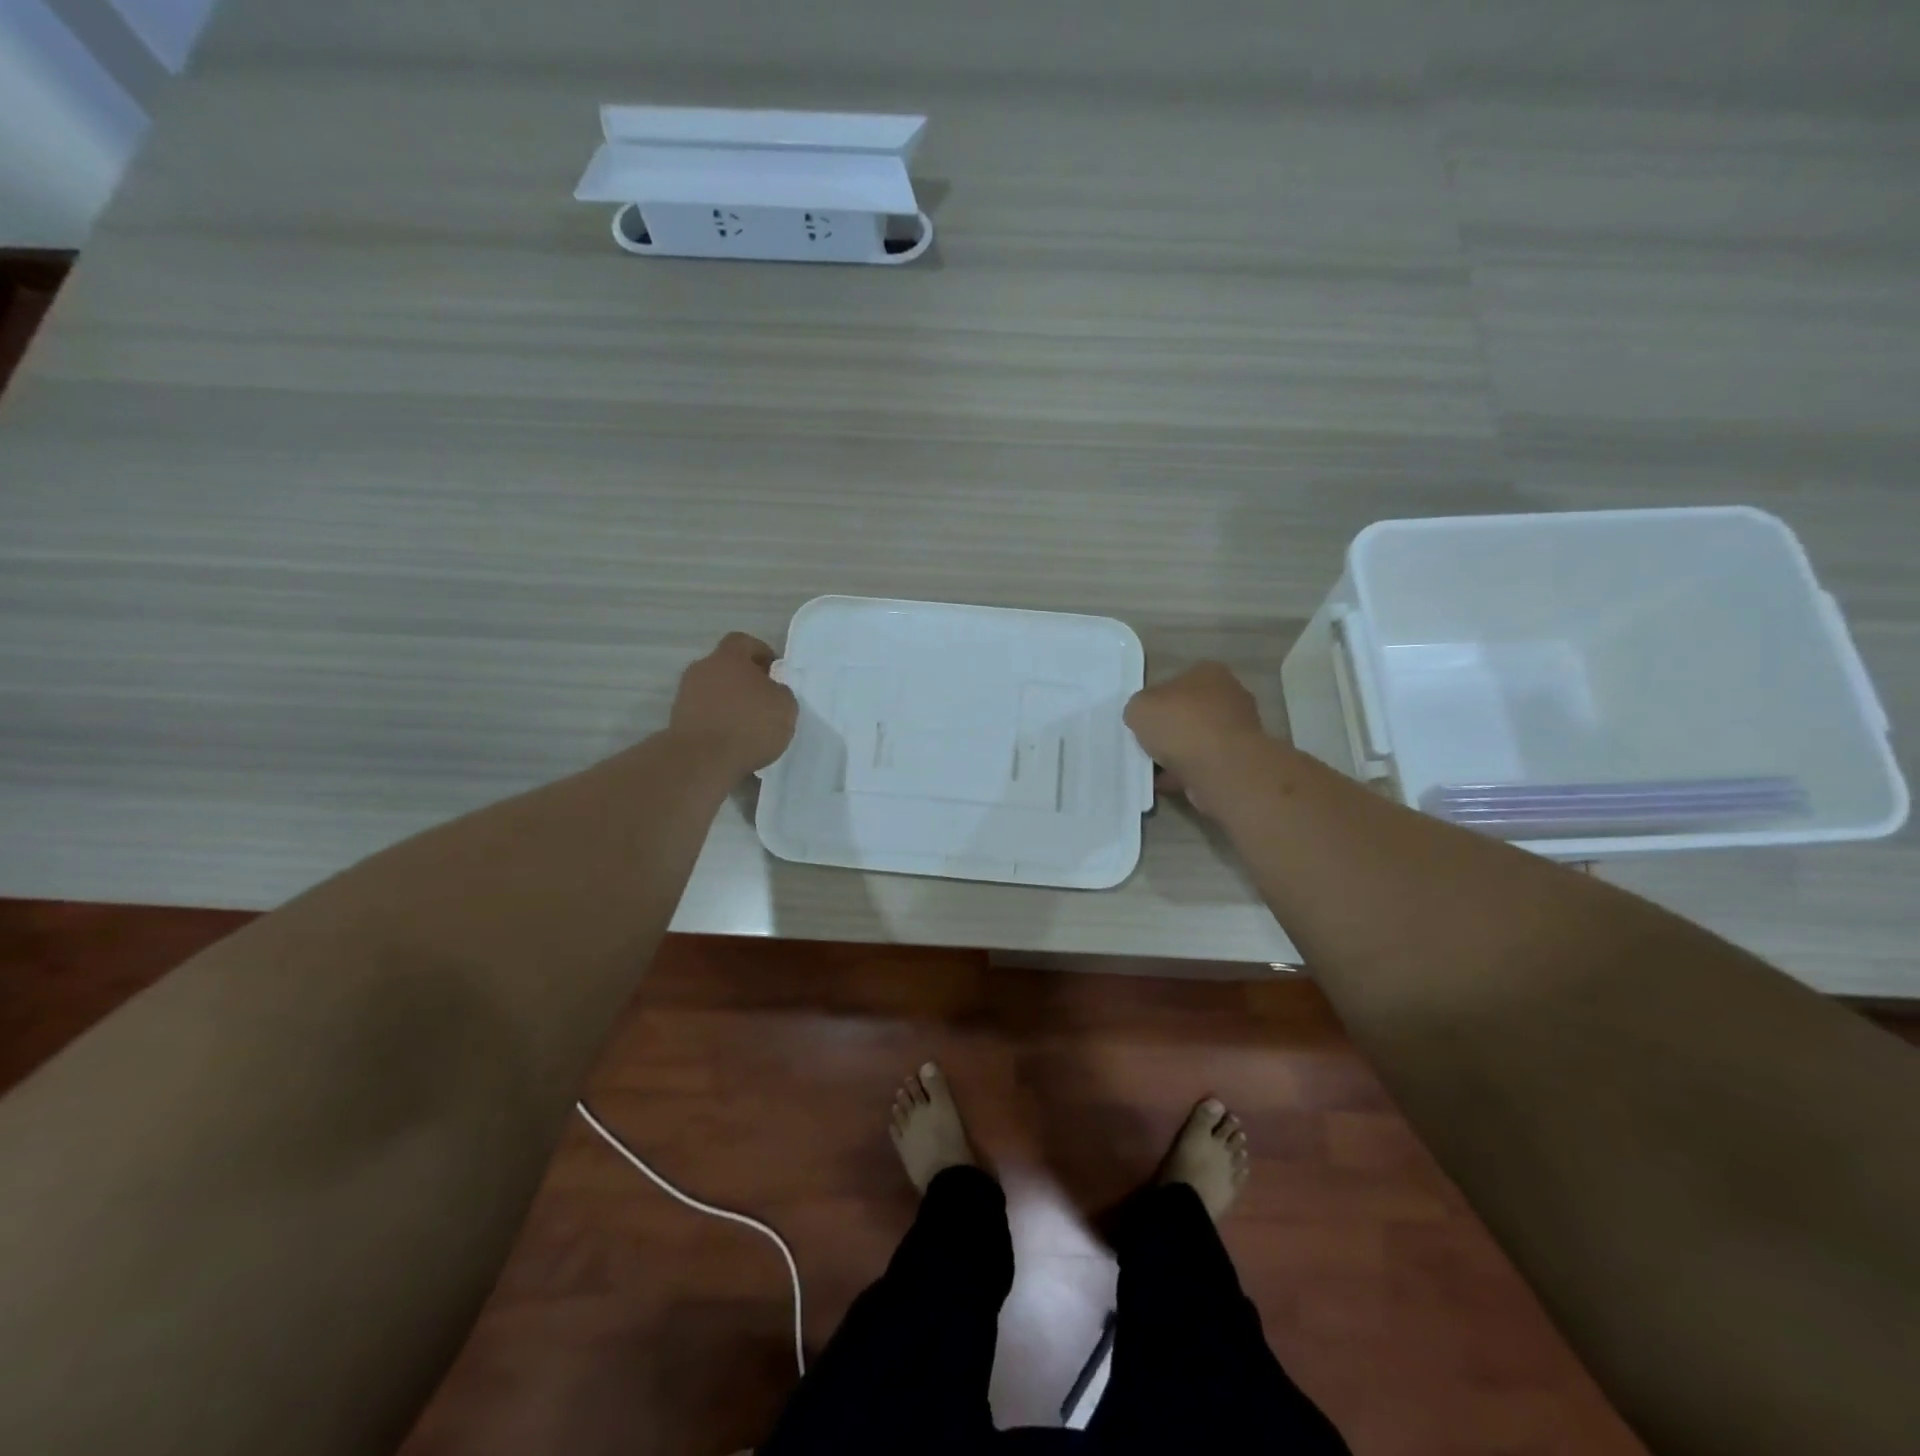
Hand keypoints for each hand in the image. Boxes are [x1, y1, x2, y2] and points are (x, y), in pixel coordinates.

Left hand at [668, 633, 798, 776]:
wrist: (702, 760)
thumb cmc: (749, 725)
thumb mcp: (785, 706)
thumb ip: (780, 691)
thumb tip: (770, 691)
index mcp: (728, 657)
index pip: (743, 642)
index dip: (760, 653)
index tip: (774, 672)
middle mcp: (702, 669)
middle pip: (726, 667)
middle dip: (744, 680)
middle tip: (764, 701)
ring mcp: (686, 695)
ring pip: (714, 691)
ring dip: (730, 703)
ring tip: (749, 726)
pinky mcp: (678, 721)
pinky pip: (705, 714)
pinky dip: (718, 722)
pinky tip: (733, 741)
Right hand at [1124, 662, 1268, 811]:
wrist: (1221, 769)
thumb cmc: (1181, 725)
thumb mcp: (1139, 707)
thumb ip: (1140, 708)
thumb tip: (1145, 718)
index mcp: (1210, 672)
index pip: (1178, 681)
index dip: (1158, 700)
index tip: (1144, 720)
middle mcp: (1231, 695)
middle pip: (1190, 711)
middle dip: (1171, 728)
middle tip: (1148, 743)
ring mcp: (1240, 729)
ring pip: (1199, 739)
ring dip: (1178, 753)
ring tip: (1154, 768)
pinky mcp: (1241, 760)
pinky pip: (1205, 763)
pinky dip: (1187, 772)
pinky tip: (1167, 782)